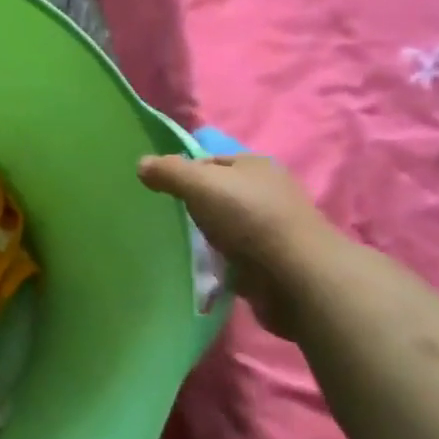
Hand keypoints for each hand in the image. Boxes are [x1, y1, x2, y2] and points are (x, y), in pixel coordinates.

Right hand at [137, 153, 344, 338]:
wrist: (297, 277)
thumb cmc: (249, 218)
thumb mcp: (199, 184)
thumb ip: (168, 172)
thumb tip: (141, 165)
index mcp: (255, 165)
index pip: (210, 161)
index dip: (184, 173)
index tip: (162, 192)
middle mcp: (267, 193)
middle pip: (220, 194)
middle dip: (197, 206)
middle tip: (169, 219)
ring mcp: (273, 229)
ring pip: (228, 226)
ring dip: (210, 236)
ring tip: (184, 246)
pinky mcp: (274, 262)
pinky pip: (238, 256)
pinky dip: (223, 261)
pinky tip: (207, 268)